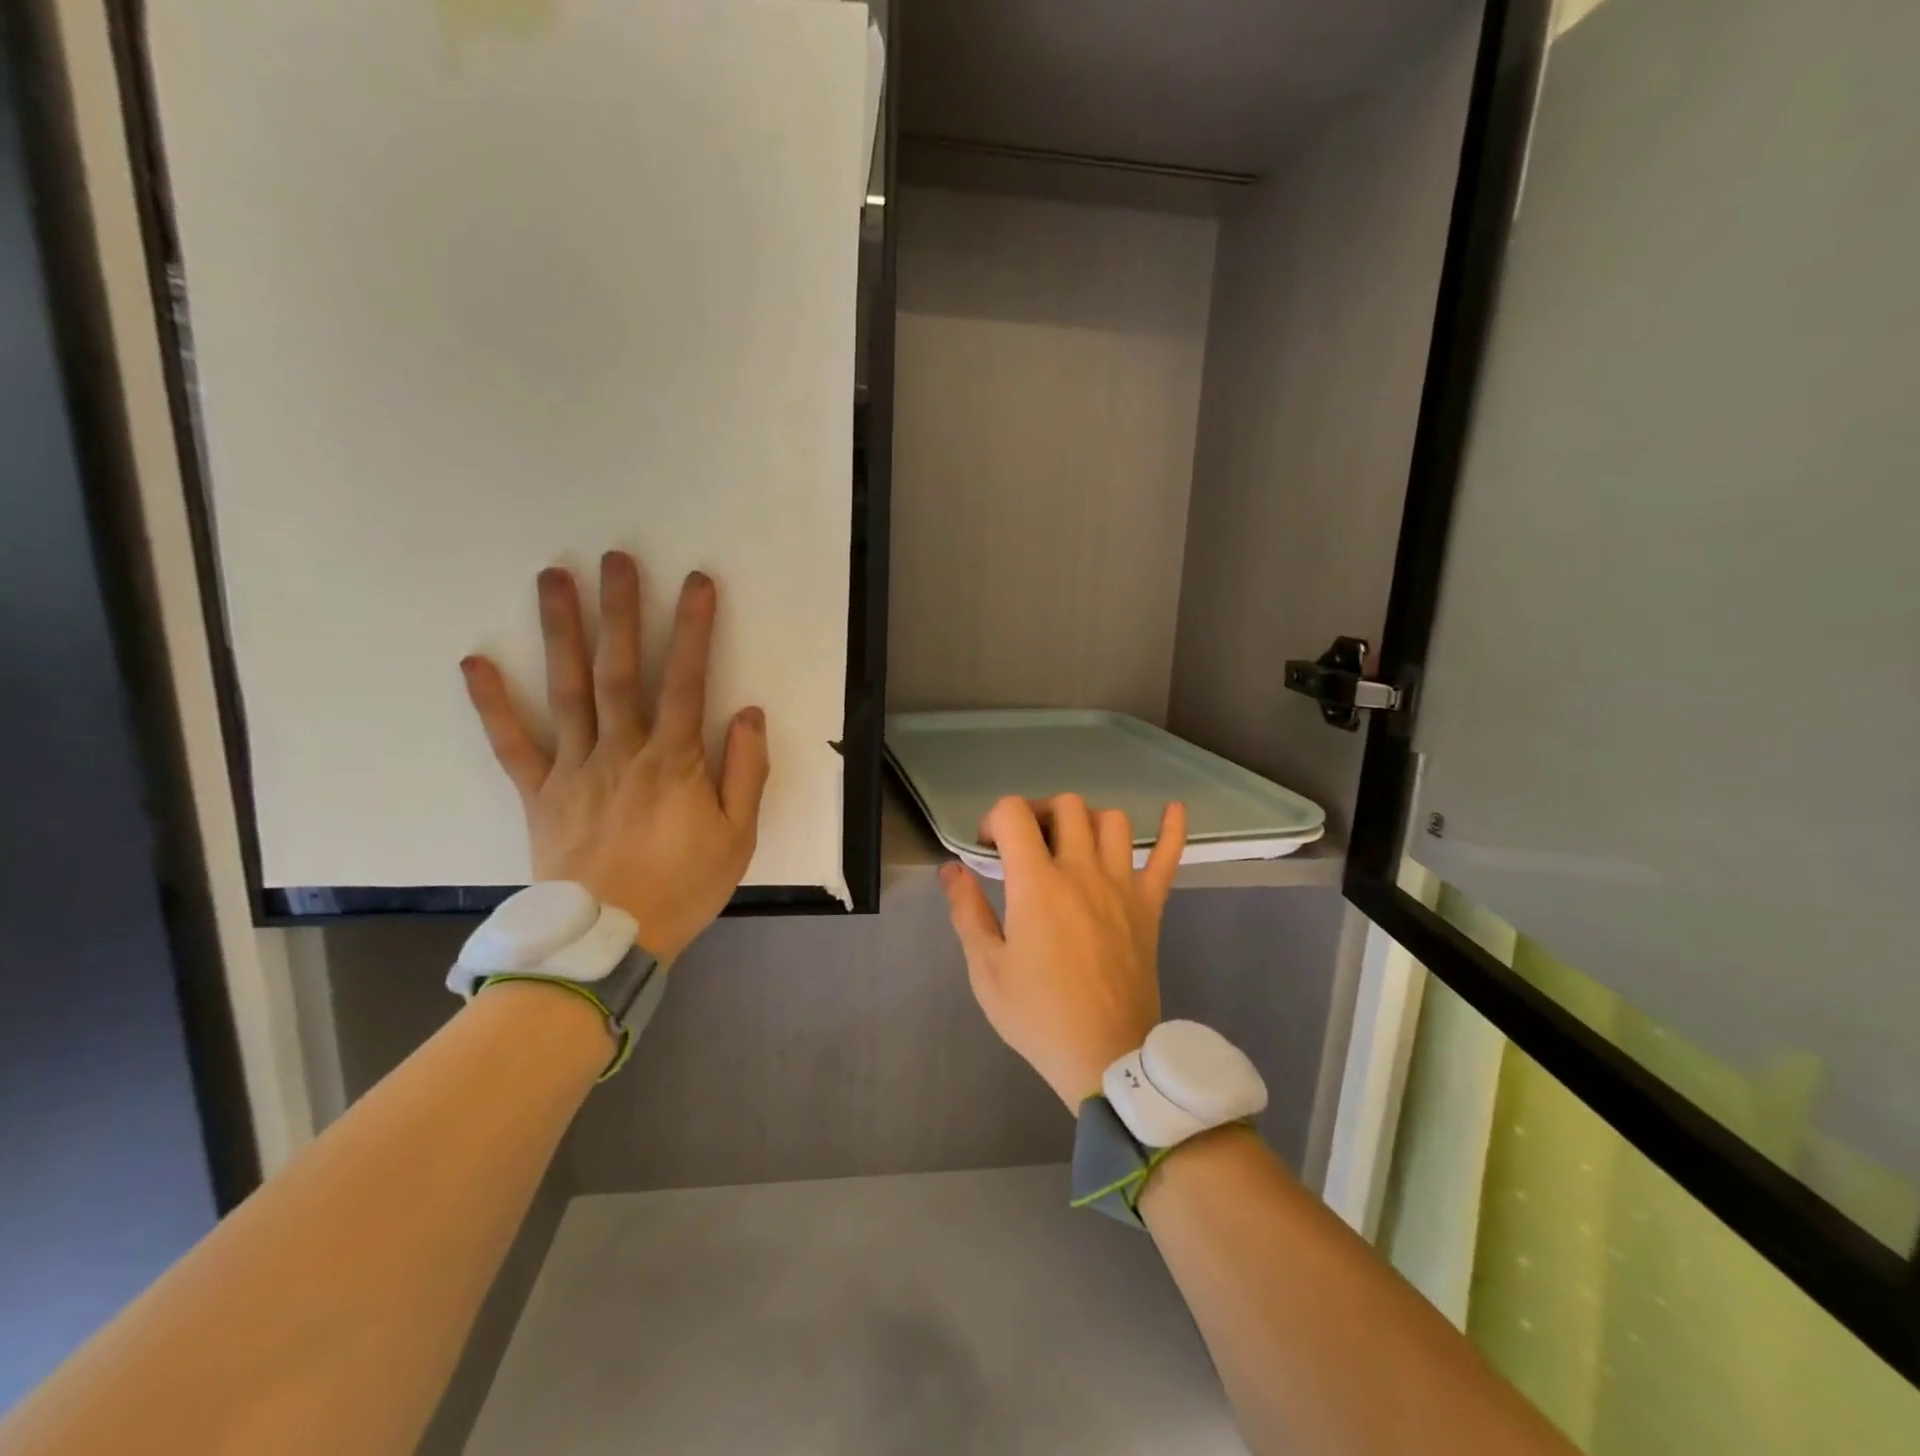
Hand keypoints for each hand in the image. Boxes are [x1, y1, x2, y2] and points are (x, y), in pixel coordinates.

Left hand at [460, 552, 769, 962]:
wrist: (608, 941)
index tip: (697, 583)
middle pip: (620, 671)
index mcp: (674, 762)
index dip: (693, 629)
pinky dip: (493, 704)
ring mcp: (575, 769)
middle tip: (615, 557)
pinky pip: (513, 745)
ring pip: (567, 692)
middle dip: (621, 610)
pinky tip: (476, 663)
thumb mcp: (738, 837)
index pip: (687, 682)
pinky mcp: (540, 793)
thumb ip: (746, 772)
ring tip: (553, 579)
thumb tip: (749, 713)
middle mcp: (622, 752)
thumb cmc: (683, 887)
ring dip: (560, 632)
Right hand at [941, 794, 1187, 1108]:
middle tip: (1026, 845)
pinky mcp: (1150, 905)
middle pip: (1065, 807)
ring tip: (1072, 844)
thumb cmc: (1038, 1015)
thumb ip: (967, 911)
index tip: (988, 849)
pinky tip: (1172, 808)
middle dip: (1038, 813)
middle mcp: (1082, 871)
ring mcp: (1122, 885)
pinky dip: (1172, 828)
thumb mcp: (986, 968)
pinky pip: (1168, 856)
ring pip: (1111, 820)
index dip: (994, 819)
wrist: (1106, 1056)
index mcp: (1037, 884)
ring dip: (1086, 821)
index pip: (1014, 813)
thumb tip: (951, 868)